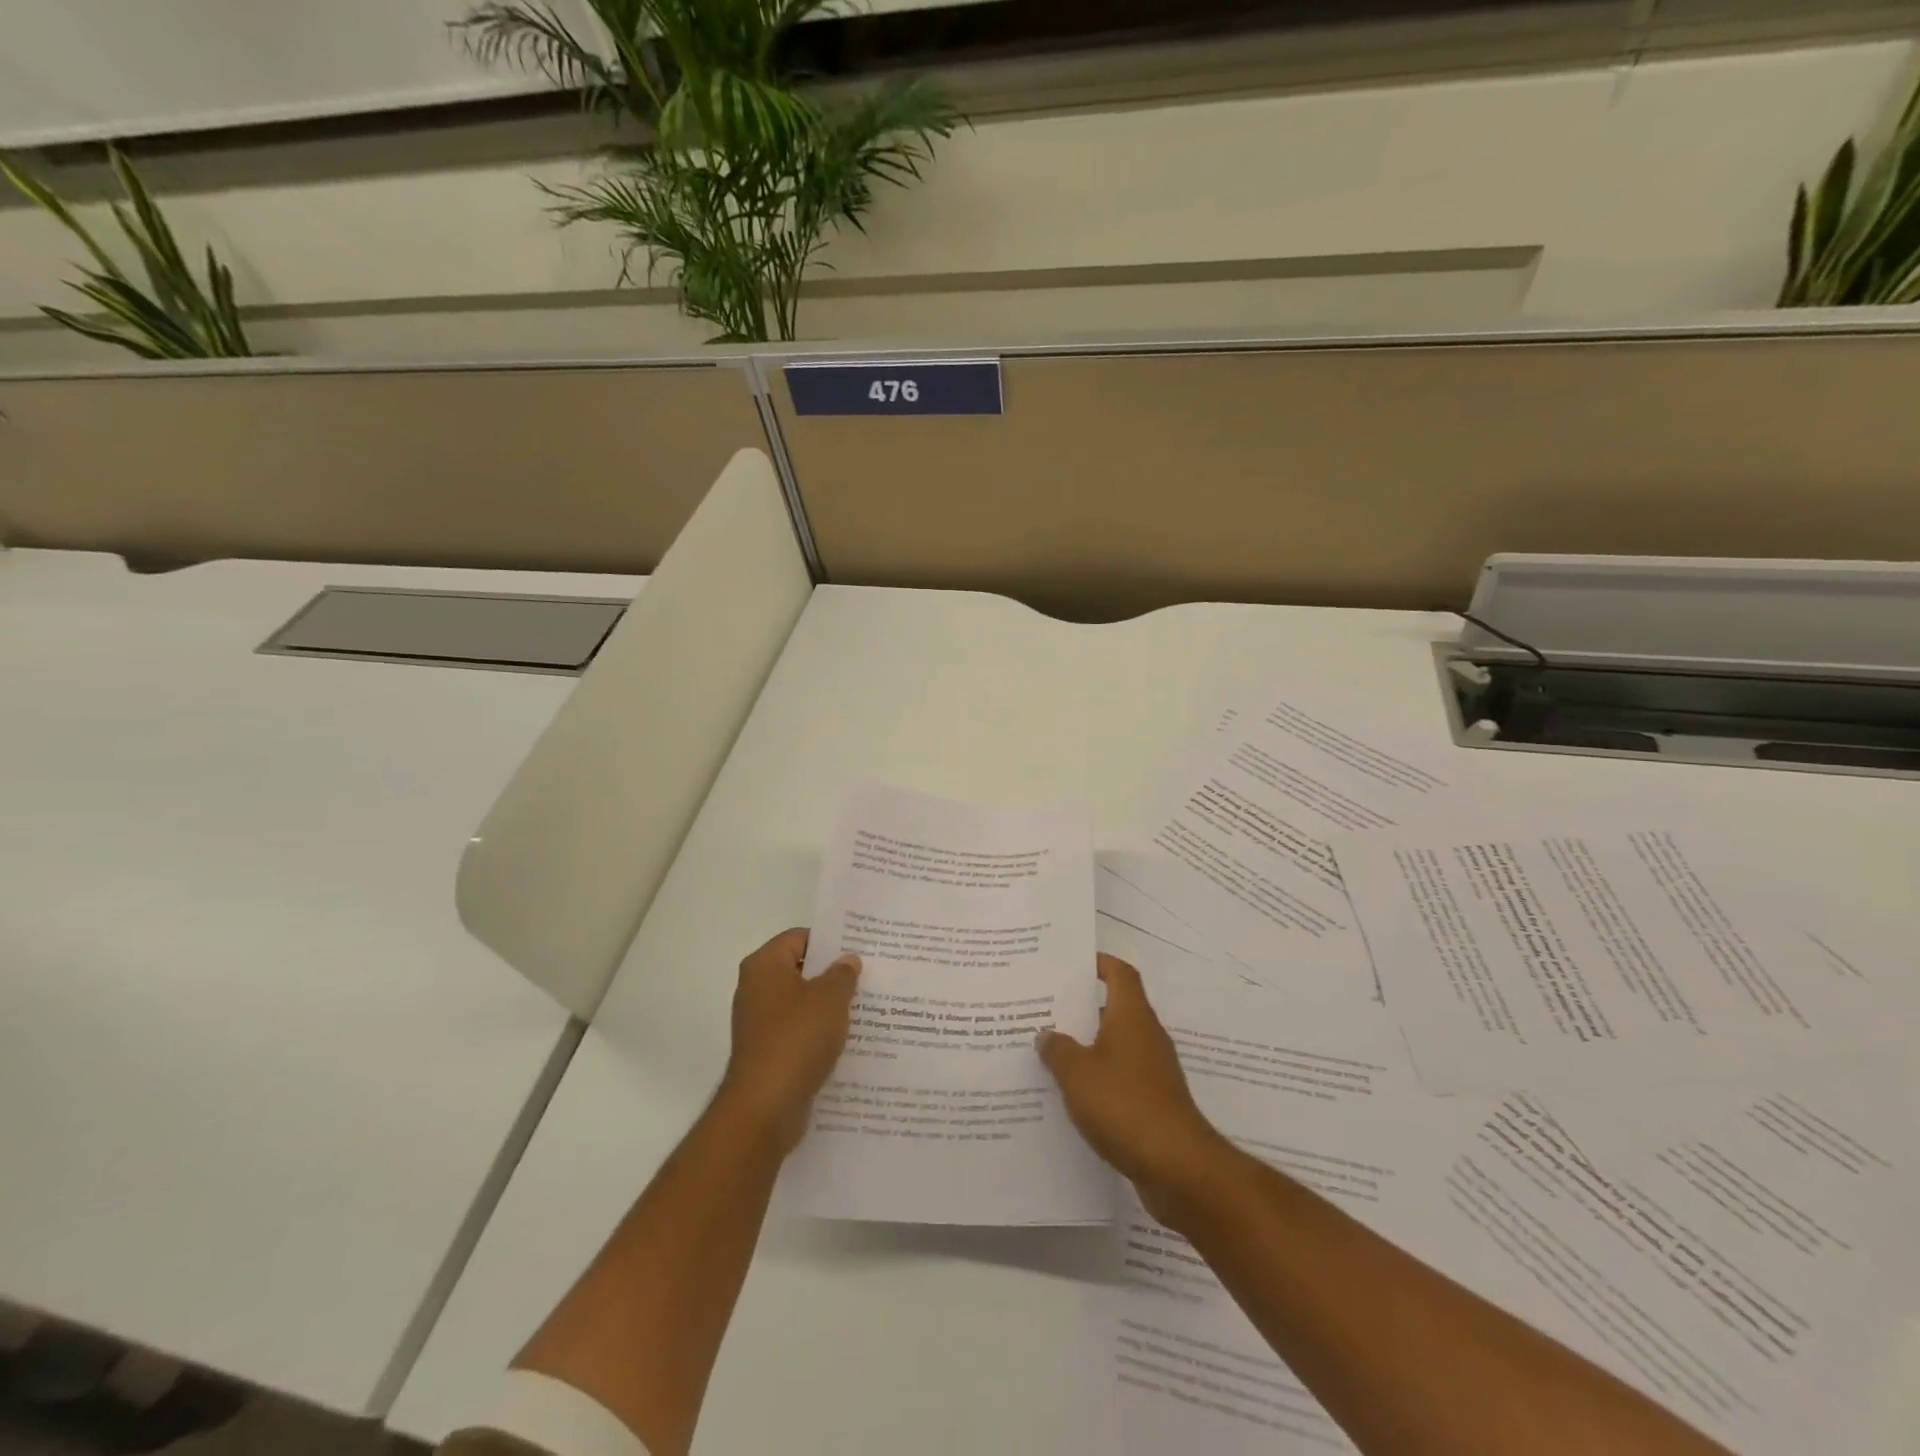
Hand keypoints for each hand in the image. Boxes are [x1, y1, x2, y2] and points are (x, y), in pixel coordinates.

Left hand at [716, 928, 860, 1154]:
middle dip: (833, 974)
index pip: (800, 938)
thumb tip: (847, 961)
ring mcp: (760, 1023)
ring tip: (866, 1007)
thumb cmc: (796, 1039)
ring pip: (802, 1003)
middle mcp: (756, 989)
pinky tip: (848, 1039)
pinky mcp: (768, 1052)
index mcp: (764, 965)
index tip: (860, 949)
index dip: (830, 941)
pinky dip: (820, 1033)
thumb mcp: (830, 998)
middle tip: (869, 976)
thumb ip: (842, 974)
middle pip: (801, 970)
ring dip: (829, 1006)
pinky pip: (799, 1032)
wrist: (765, 1108)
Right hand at [1038, 954, 1233, 1222]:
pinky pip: (1120, 1077)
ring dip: (1086, 1046)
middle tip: (1045, 1008)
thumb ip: (1057, 1049)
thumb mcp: (1077, 1073)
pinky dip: (1097, 1078)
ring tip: (1048, 1051)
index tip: (1071, 964)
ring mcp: (1153, 1071)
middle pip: (1114, 1008)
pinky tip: (1070, 1094)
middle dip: (1081, 1008)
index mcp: (1132, 1016)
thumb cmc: (1124, 1104)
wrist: (1177, 1167)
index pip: (1119, 974)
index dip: (1098, 963)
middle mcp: (1146, 1036)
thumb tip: (1047, 1035)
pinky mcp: (1153, 1102)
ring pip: (1115, 1046)